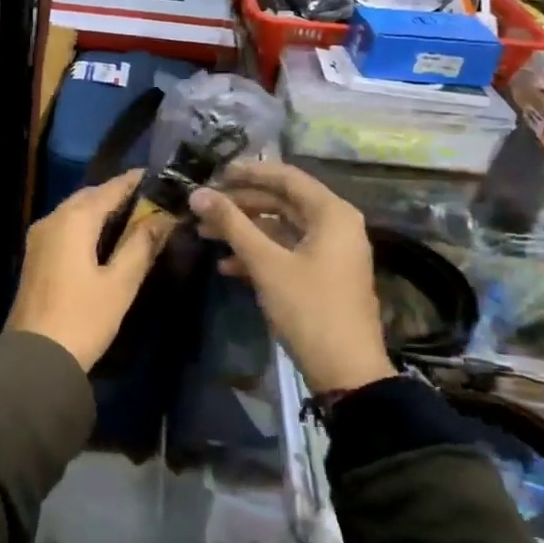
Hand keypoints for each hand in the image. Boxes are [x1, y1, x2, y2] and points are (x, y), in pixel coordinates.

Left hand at [7, 172, 175, 369]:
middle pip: (88, 197)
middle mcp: (52, 220)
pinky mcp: (36, 256)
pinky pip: (64, 227)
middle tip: (149, 199)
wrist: (36, 355)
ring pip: (74, 212)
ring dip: (100, 210)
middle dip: (117, 195)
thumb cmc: (84, 318)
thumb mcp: (120, 283)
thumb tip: (162, 217)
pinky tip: (104, 238)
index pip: (108, 189)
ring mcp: (39, 238)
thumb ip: (140, 245)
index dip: (133, 181)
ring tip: (133, 216)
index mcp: (73, 220)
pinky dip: (86, 225)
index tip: (158, 176)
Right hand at [189, 161, 393, 394]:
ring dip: (244, 230)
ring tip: (205, 234)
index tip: (214, 173)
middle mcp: (335, 225)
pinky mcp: (322, 275)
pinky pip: (286, 251)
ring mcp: (330, 251)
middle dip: (240, 205)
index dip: (249, 172)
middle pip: (281, 202)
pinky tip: (226, 266)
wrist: (346, 370)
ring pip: (280, 228)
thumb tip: (198, 194)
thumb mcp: (266, 263)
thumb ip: (232, 224)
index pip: (287, 177)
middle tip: (203, 207)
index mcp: (332, 214)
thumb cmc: (308, 308)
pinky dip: (257, 254)